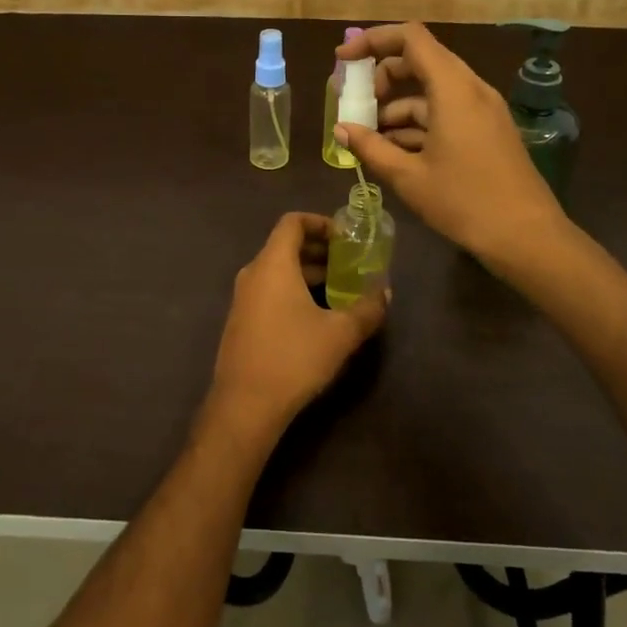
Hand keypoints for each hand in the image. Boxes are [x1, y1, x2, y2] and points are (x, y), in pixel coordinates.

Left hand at [208, 212, 388, 435]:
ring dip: (308, 273)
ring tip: (340, 289)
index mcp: (273, 264)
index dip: (320, 222)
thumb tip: (385, 292)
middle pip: (285, 245)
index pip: (292, 222)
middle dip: (320, 250)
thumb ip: (367, 308)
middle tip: (350, 263)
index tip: (346, 236)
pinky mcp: (241, 320)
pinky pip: (269, 290)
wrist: (245, 405)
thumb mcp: (340, 334)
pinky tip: (316, 315)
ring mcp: (243, 298)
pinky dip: (293, 290)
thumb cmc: (294, 358)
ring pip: (278, 271)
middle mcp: (253, 273)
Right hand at [335, 21, 563, 263]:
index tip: (343, 61)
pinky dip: (418, 121)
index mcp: (453, 89)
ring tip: (370, 138)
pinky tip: (397, 151)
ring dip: (398, 105)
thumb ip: (370, 147)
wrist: (527, 236)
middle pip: (420, 60)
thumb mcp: (408, 177)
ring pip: (432, 90)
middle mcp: (471, 88)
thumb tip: (341, 129)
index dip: (372, 41)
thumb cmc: (464, 203)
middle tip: (356, 105)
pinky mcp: (488, 129)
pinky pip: (447, 110)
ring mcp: (483, 109)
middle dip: (382, 77)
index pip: (410, 38)